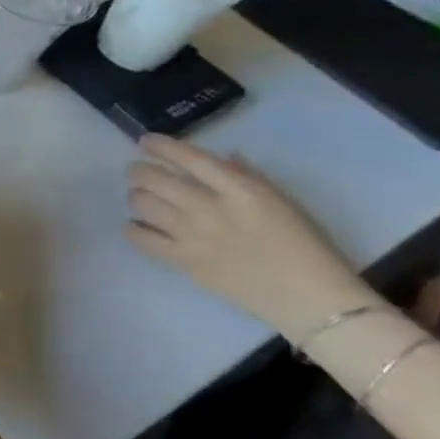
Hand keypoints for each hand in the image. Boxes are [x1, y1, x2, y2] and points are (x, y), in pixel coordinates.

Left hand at [126, 136, 372, 339]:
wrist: (307, 297)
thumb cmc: (304, 245)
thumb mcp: (281, 202)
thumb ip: (246, 177)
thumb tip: (220, 158)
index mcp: (241, 191)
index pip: (191, 159)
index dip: (162, 146)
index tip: (145, 141)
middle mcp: (210, 208)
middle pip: (157, 180)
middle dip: (139, 171)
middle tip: (136, 171)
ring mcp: (192, 235)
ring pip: (144, 205)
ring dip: (135, 196)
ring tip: (138, 196)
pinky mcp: (182, 261)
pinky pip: (142, 239)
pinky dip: (132, 228)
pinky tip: (134, 225)